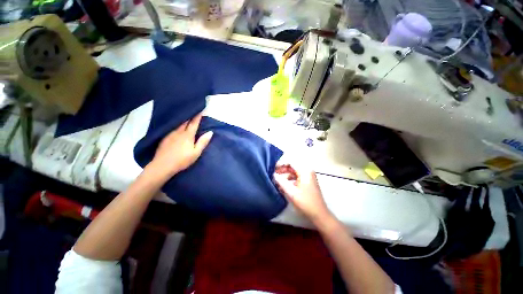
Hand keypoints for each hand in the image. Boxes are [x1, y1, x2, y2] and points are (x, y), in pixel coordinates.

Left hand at [147, 113, 212, 178]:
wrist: (163, 165)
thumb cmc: (182, 160)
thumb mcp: (196, 153)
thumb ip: (203, 142)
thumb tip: (210, 132)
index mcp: (188, 135)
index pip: (194, 123)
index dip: (198, 116)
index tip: (201, 110)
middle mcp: (178, 132)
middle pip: (185, 121)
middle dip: (190, 115)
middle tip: (193, 110)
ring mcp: (170, 134)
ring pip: (178, 123)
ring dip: (183, 119)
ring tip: (186, 115)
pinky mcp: (165, 137)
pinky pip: (172, 127)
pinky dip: (176, 124)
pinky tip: (176, 125)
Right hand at [273, 163, 331, 223]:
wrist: (319, 214)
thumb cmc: (305, 202)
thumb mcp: (291, 192)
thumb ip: (281, 182)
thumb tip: (274, 174)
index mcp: (305, 171)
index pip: (291, 162)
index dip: (281, 164)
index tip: (273, 168)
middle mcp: (307, 171)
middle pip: (292, 166)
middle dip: (282, 169)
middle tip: (274, 175)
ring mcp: (308, 176)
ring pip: (294, 172)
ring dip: (285, 175)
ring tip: (277, 180)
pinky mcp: (307, 182)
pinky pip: (296, 177)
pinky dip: (289, 179)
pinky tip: (283, 185)